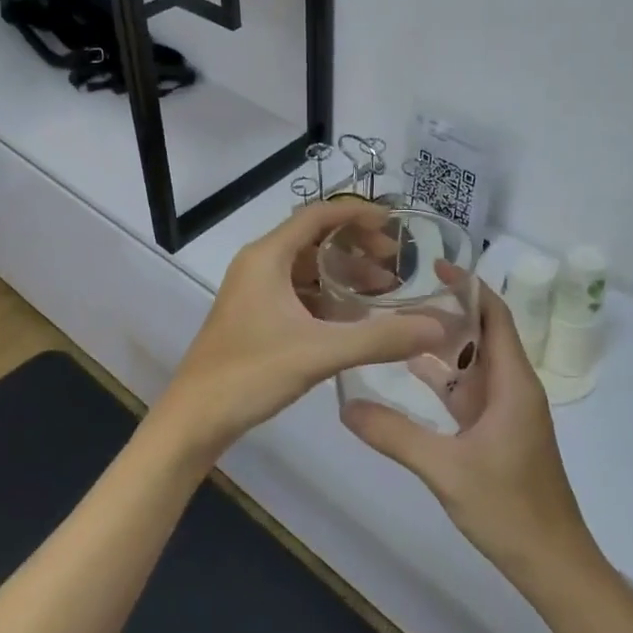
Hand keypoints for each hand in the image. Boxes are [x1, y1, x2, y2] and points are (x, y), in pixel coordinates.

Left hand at [155, 202, 445, 461]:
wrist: (195, 417)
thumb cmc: (251, 373)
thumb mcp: (321, 352)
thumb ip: (380, 339)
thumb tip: (437, 327)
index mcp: (267, 257)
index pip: (318, 216)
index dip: (358, 215)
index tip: (396, 225)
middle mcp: (259, 265)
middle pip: (314, 239)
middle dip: (357, 247)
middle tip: (395, 264)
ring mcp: (254, 292)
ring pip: (307, 269)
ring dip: (344, 275)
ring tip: (384, 292)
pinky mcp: (255, 316)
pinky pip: (298, 293)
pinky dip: (327, 298)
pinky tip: (354, 320)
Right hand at [342, 279, 595, 583]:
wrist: (552, 563)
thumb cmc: (509, 508)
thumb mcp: (445, 469)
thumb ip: (394, 435)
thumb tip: (345, 406)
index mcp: (512, 383)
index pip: (495, 316)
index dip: (469, 287)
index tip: (433, 266)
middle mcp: (512, 388)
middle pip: (481, 334)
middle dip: (444, 313)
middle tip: (397, 298)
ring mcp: (506, 412)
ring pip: (472, 364)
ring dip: (441, 346)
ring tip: (396, 326)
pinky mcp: (498, 433)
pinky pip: (468, 392)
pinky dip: (442, 379)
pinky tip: (410, 374)